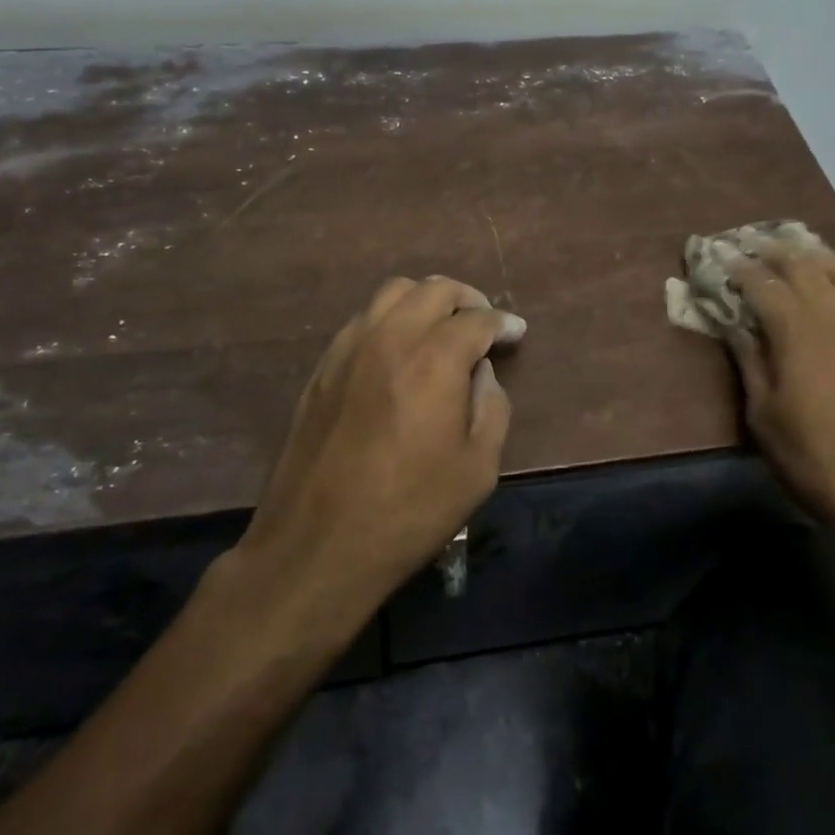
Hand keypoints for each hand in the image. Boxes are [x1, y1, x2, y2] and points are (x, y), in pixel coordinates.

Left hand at [236, 276, 525, 609]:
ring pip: (392, 292)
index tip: (515, 333)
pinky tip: (398, 349)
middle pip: (434, 289)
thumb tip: (481, 373)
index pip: (477, 319)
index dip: (503, 322)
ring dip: (425, 299)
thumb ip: (491, 407)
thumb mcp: (478, 469)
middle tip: (482, 323)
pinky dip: (390, 319)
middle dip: (467, 299)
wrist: (318, 545)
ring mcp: (350, 349)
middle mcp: (390, 339)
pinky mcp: (323, 367)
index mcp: (434, 360)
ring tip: (440, 326)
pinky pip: (363, 319)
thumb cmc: (409, 511)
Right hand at [728, 244, 834, 570]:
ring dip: (814, 255)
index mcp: (798, 331)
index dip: (738, 268)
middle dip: (774, 251)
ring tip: (794, 251)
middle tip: (750, 245)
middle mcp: (834, 317)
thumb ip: (749, 361)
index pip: (762, 284)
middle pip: (804, 267)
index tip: (718, 257)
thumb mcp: (763, 414)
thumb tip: (734, 325)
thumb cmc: (813, 457)